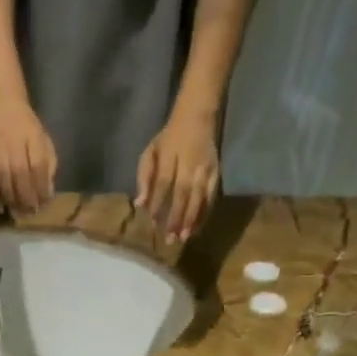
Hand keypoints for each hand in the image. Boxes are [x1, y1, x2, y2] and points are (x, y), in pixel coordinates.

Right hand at [0, 94, 56, 214]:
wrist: (4, 104)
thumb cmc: (28, 128)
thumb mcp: (44, 141)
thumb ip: (49, 166)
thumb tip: (47, 193)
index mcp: (33, 137)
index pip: (38, 166)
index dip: (41, 187)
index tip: (44, 204)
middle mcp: (14, 141)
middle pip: (20, 173)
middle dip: (26, 196)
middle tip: (29, 213)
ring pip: (3, 176)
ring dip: (10, 198)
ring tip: (16, 213)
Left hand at [136, 111, 220, 242]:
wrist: (197, 116)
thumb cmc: (169, 138)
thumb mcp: (151, 150)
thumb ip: (144, 176)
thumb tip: (139, 203)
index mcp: (171, 155)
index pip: (164, 182)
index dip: (158, 203)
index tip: (153, 222)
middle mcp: (190, 163)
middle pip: (183, 193)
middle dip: (176, 217)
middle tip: (169, 238)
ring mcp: (206, 168)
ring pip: (199, 197)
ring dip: (192, 219)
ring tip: (184, 237)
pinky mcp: (217, 173)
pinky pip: (211, 196)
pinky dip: (204, 213)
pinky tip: (197, 228)